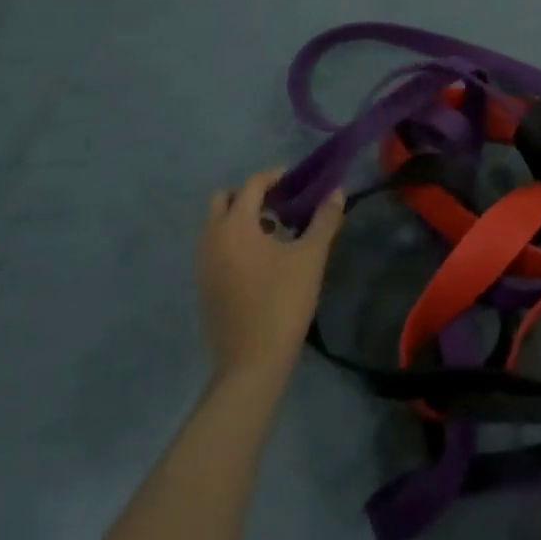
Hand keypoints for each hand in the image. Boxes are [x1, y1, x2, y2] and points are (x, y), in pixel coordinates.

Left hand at [199, 170, 343, 385]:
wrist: (252, 363)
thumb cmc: (283, 302)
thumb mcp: (310, 258)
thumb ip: (324, 220)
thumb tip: (337, 192)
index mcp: (235, 226)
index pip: (252, 185)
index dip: (275, 176)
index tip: (297, 180)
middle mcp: (212, 239)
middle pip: (224, 200)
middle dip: (251, 195)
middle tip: (280, 204)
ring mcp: (203, 264)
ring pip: (217, 225)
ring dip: (242, 218)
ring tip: (276, 231)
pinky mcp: (204, 286)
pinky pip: (216, 247)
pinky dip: (234, 240)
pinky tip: (262, 260)